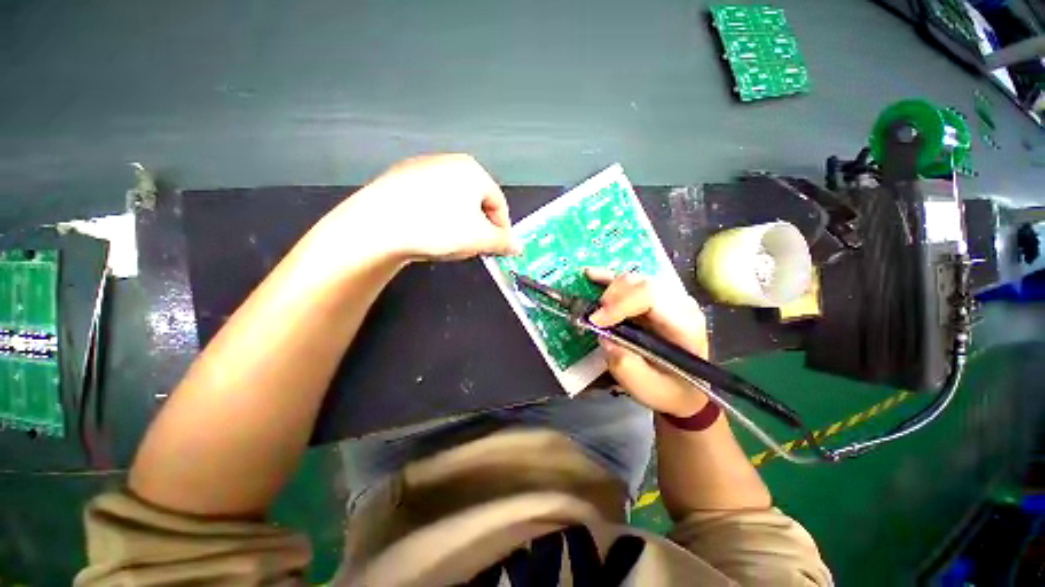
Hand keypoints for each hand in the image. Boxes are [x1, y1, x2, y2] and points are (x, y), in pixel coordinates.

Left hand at [342, 153, 520, 260]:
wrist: (377, 225)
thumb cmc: (439, 228)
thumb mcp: (480, 239)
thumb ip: (504, 243)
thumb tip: (518, 247)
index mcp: (473, 171)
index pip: (499, 203)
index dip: (502, 229)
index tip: (498, 248)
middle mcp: (449, 162)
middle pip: (476, 200)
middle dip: (479, 226)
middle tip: (474, 247)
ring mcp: (421, 167)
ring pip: (452, 200)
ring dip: (458, 222)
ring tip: (449, 241)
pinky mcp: (399, 178)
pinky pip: (429, 199)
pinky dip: (435, 215)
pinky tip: (426, 230)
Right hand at [585, 268, 710, 416]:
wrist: (685, 390)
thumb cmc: (669, 390)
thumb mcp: (646, 387)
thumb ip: (624, 363)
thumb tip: (604, 336)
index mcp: (684, 324)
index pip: (651, 297)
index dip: (619, 304)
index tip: (596, 322)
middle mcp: (679, 303)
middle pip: (641, 284)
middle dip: (612, 297)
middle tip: (595, 318)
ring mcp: (667, 298)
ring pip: (634, 280)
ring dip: (608, 288)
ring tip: (593, 306)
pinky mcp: (653, 298)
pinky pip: (630, 282)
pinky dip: (609, 278)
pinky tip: (592, 275)